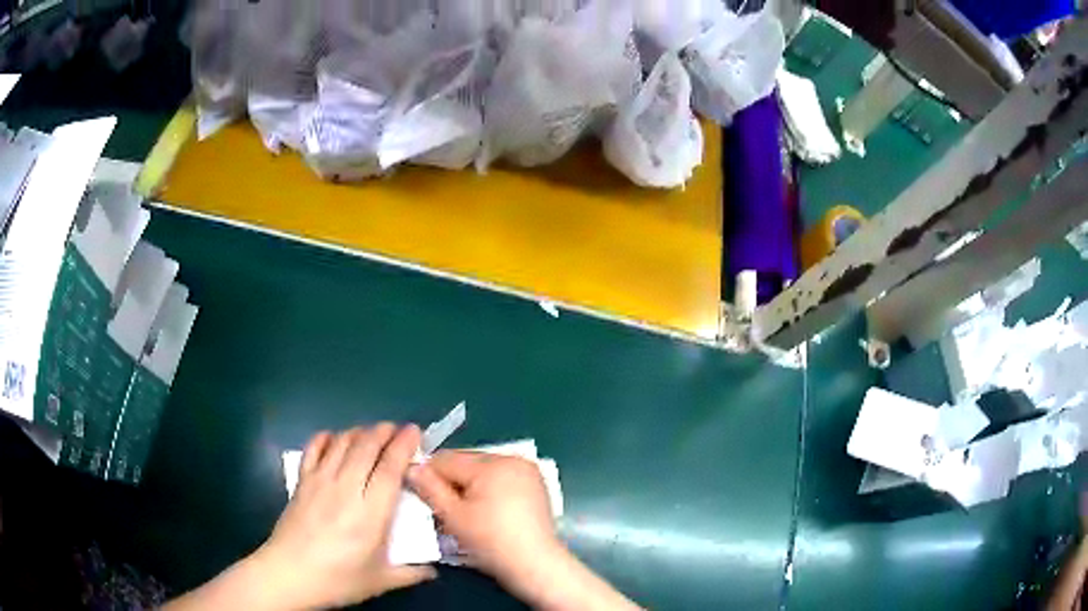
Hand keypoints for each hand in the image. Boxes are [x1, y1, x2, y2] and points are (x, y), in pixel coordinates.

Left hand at [254, 424, 435, 609]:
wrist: (289, 574)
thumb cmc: (338, 580)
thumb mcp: (380, 581)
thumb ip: (410, 573)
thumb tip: (433, 571)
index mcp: (370, 514)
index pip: (389, 468)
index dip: (404, 445)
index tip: (414, 431)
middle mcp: (345, 489)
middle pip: (365, 446)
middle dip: (384, 431)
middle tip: (398, 429)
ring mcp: (320, 481)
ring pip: (342, 442)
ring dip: (360, 431)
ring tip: (373, 433)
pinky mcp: (302, 481)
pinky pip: (314, 447)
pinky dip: (327, 437)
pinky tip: (336, 440)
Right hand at [407, 451, 560, 594]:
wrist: (536, 565)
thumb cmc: (492, 543)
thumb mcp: (453, 517)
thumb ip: (430, 489)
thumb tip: (412, 467)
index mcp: (492, 464)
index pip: (446, 459)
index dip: (428, 475)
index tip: (420, 495)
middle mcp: (513, 459)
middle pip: (466, 462)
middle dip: (451, 481)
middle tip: (444, 509)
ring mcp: (527, 471)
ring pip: (483, 470)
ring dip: (470, 486)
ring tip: (465, 512)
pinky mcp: (536, 484)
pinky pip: (501, 478)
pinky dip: (489, 490)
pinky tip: (487, 512)